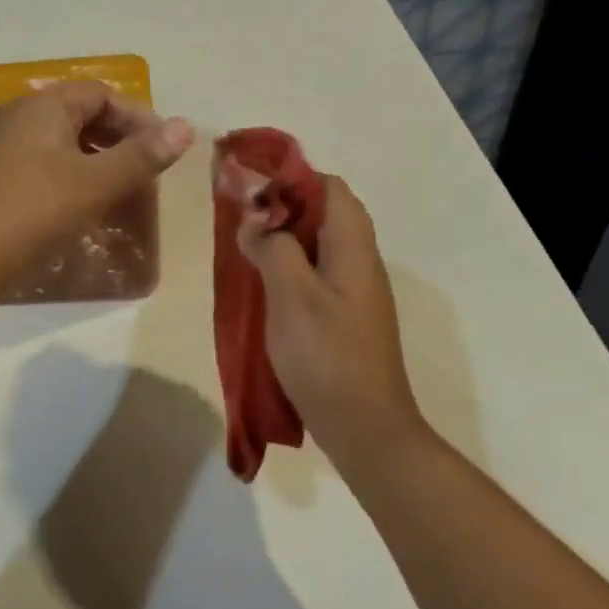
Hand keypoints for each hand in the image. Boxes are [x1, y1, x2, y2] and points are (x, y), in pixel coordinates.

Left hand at [0, 81, 193, 279]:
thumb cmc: (35, 210)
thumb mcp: (96, 182)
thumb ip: (142, 155)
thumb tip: (186, 126)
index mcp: (44, 105)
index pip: (102, 95)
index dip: (138, 117)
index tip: (164, 149)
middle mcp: (19, 116)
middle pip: (81, 115)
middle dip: (119, 139)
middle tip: (146, 170)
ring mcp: (1, 146)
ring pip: (62, 142)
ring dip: (96, 160)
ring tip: (120, 189)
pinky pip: (43, 164)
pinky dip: (71, 176)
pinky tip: (80, 206)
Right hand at [238, 175, 430, 472]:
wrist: (366, 430)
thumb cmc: (328, 358)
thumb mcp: (292, 297)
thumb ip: (272, 248)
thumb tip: (254, 221)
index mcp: (353, 248)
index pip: (330, 188)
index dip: (292, 178)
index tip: (252, 185)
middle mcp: (359, 262)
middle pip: (325, 212)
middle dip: (283, 204)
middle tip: (242, 215)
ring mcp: (354, 291)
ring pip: (319, 242)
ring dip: (283, 235)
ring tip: (244, 243)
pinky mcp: (345, 315)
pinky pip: (316, 271)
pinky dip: (289, 263)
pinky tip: (262, 281)